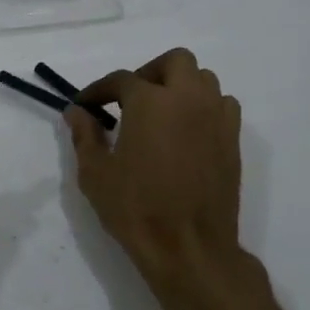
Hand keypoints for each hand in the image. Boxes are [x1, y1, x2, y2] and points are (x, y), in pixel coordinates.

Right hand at [67, 48, 243, 283]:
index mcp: (150, 101)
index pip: (120, 80)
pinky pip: (221, 106)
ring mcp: (216, 118)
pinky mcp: (232, 140)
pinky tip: (187, 131)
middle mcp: (188, 98)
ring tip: (160, 113)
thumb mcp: (95, 173)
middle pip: (174, 62)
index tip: (86, 106)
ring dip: (179, 87)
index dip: (98, 91)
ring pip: (203, 80)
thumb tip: (77, 113)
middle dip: (149, 73)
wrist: (189, 247)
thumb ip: (84, 135)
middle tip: (129, 100)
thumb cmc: (135, 209)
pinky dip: (203, 107)